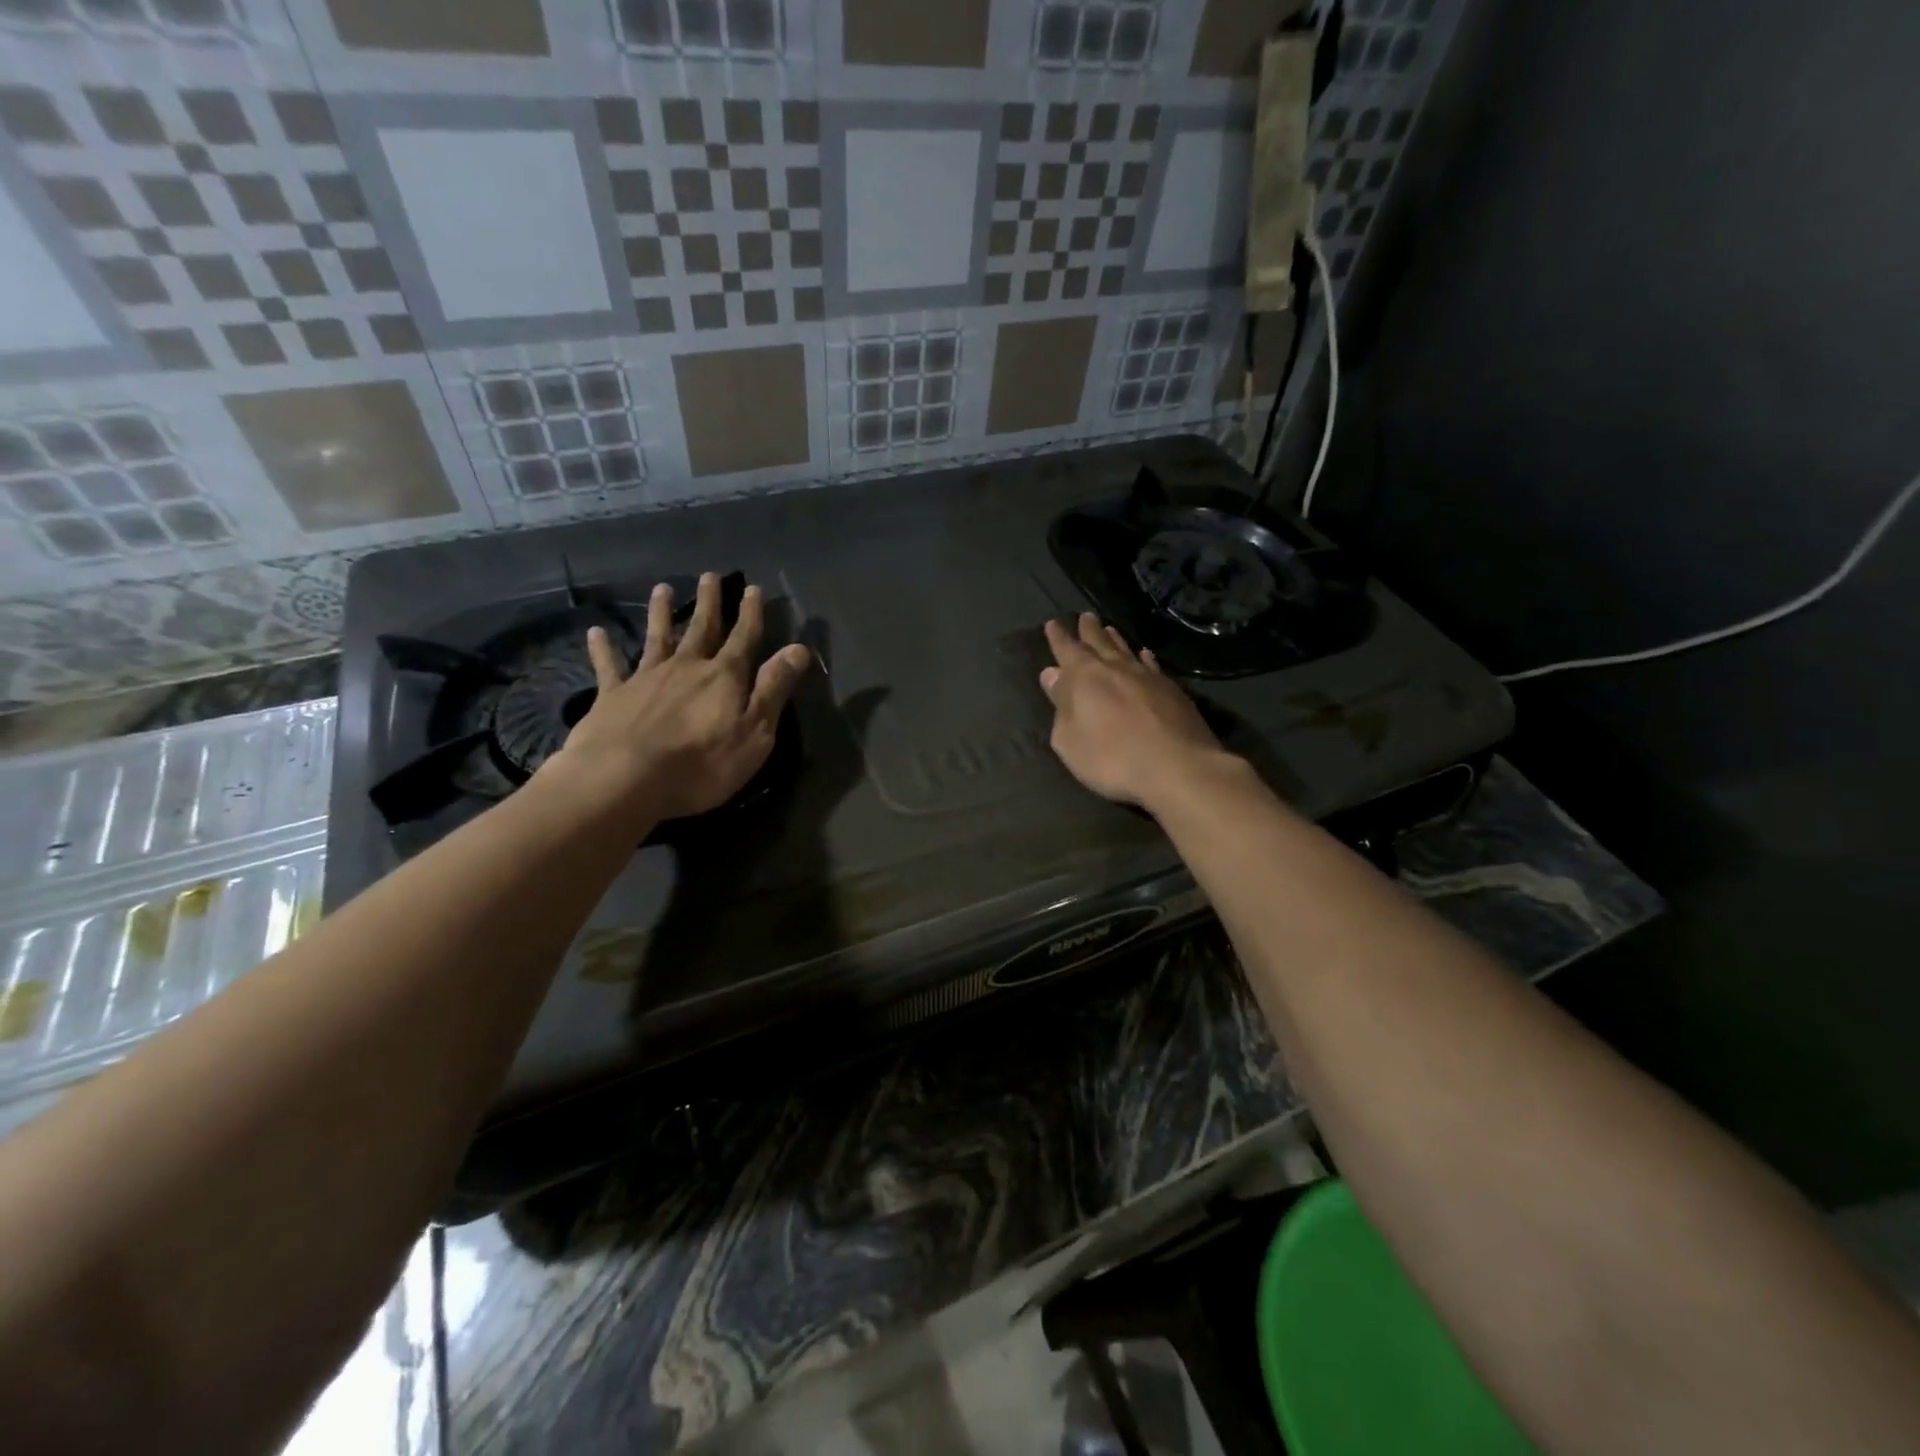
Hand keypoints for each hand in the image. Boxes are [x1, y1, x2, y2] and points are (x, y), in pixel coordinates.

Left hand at [551, 572, 811, 824]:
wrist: (624, 779)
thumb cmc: (701, 764)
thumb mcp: (755, 732)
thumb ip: (774, 689)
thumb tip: (799, 648)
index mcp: (724, 677)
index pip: (743, 638)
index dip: (750, 613)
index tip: (753, 588)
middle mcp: (686, 667)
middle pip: (701, 629)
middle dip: (709, 603)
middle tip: (709, 576)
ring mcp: (646, 678)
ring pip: (657, 637)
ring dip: (660, 613)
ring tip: (662, 589)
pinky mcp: (612, 695)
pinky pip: (609, 665)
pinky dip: (603, 648)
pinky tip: (596, 632)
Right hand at [1039, 613, 1228, 810]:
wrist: (1178, 768)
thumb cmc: (1112, 758)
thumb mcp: (1070, 741)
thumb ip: (1060, 706)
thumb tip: (1052, 674)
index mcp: (1085, 678)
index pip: (1067, 650)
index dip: (1059, 638)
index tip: (1053, 623)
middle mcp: (1116, 669)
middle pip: (1099, 643)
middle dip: (1089, 630)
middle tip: (1085, 616)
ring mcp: (1148, 677)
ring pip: (1126, 650)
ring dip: (1115, 639)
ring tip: (1109, 628)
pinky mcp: (1172, 691)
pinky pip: (1151, 665)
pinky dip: (1144, 657)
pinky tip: (1145, 655)